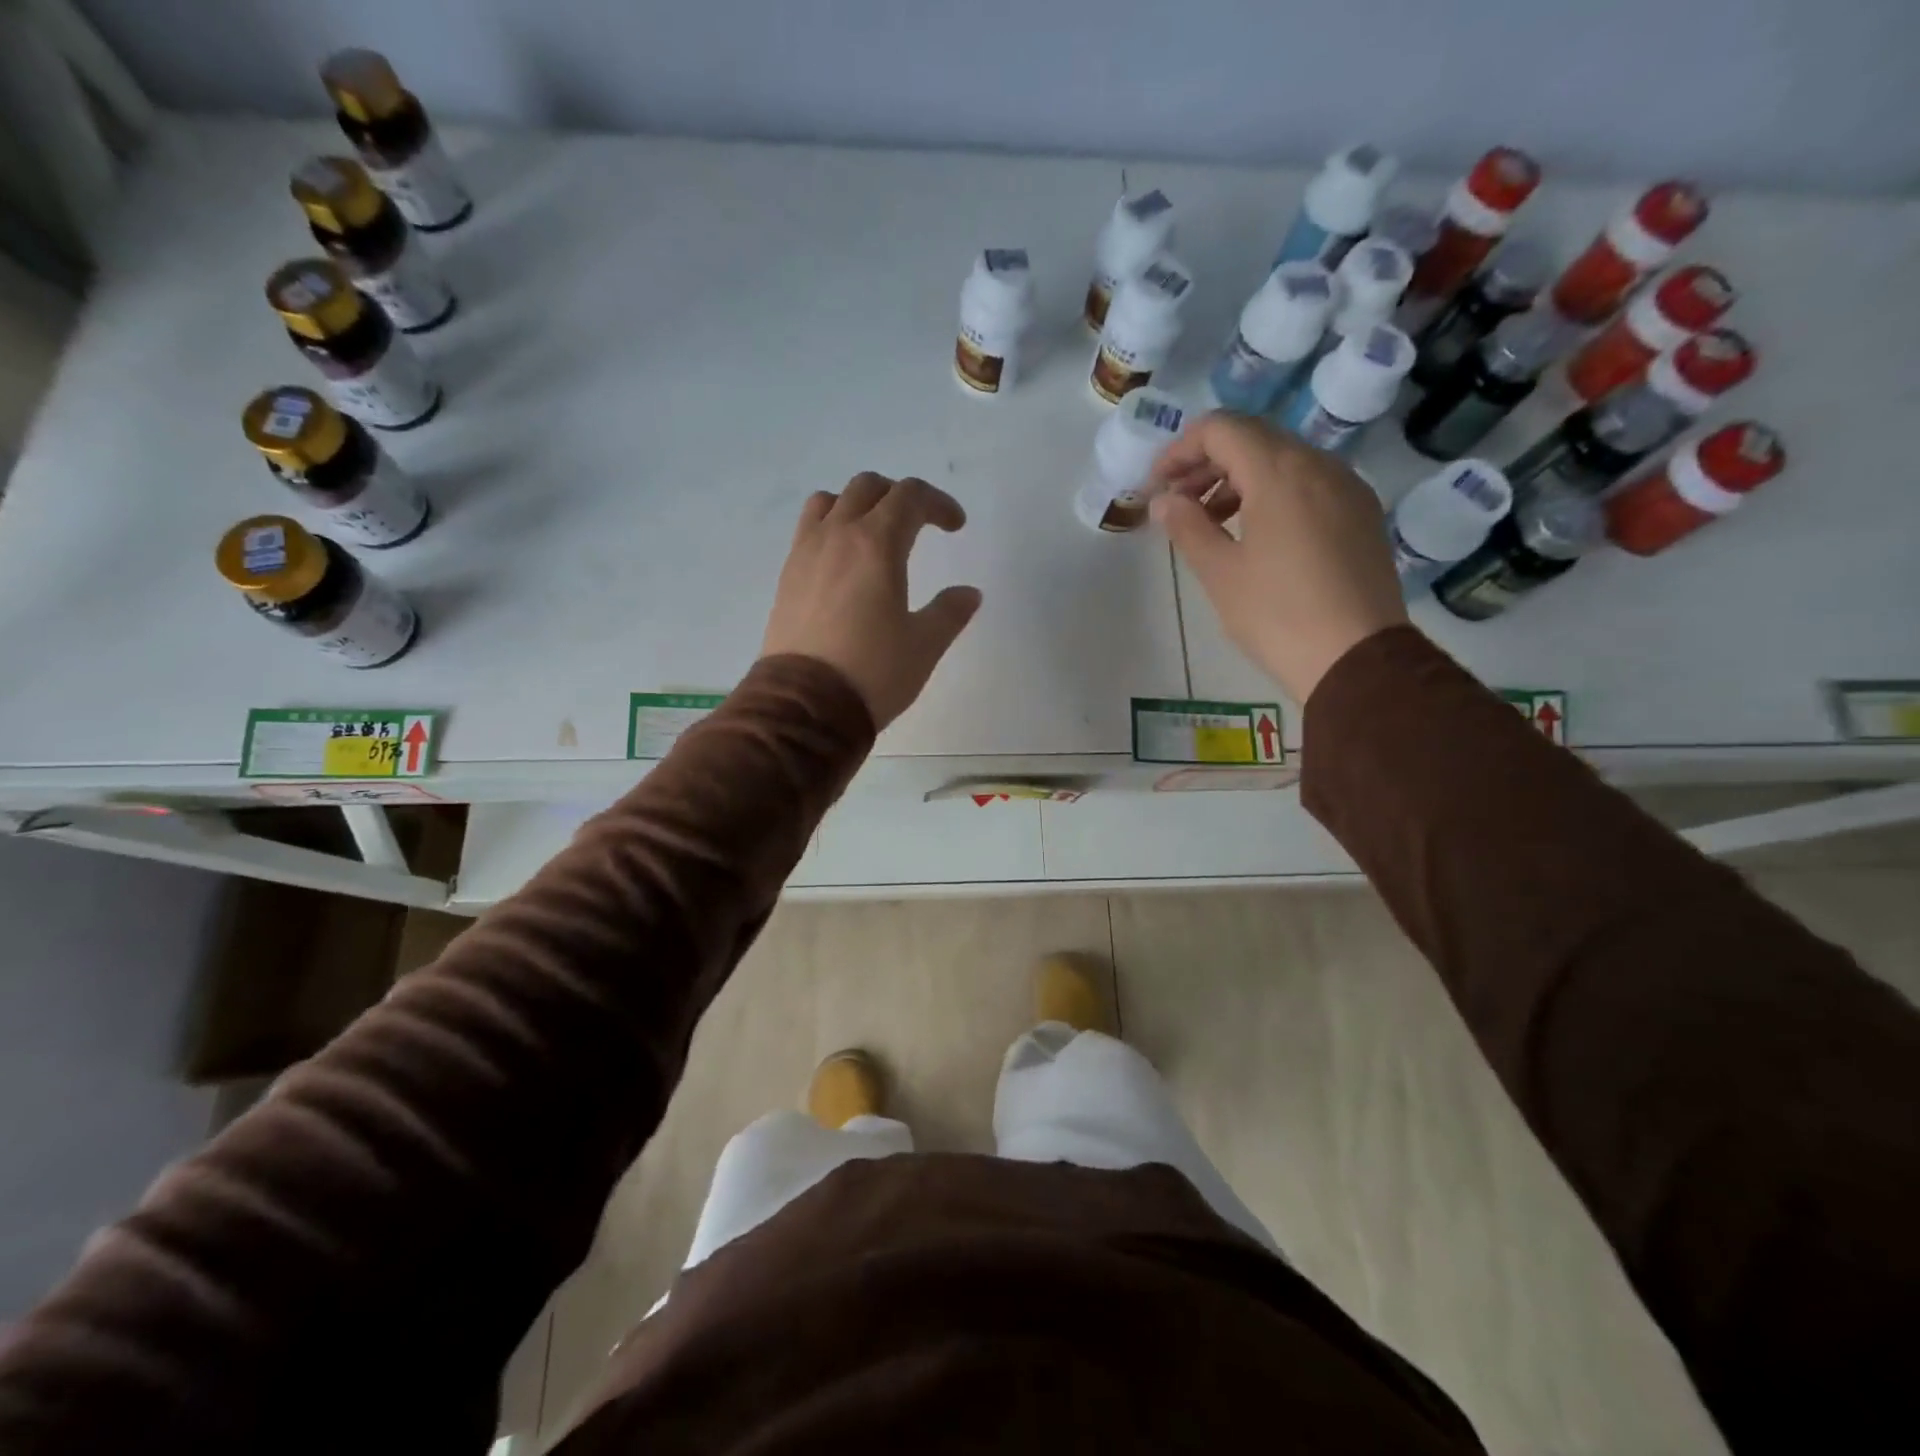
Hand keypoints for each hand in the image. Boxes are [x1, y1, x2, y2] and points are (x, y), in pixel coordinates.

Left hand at [761, 473, 982, 728]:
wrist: (804, 705)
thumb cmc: (873, 672)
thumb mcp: (924, 645)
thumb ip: (949, 612)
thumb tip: (969, 593)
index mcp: (877, 544)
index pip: (910, 496)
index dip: (938, 504)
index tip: (956, 526)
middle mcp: (838, 536)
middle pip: (867, 487)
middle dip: (899, 496)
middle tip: (919, 525)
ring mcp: (805, 553)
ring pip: (830, 501)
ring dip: (857, 505)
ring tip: (875, 534)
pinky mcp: (787, 577)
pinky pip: (808, 530)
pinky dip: (831, 528)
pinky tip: (844, 563)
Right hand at [1149, 413, 1407, 703]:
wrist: (1357, 659)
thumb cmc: (1278, 615)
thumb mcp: (1220, 573)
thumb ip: (1187, 526)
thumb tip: (1164, 500)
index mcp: (1280, 472)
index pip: (1222, 429)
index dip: (1180, 449)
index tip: (1157, 485)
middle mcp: (1319, 465)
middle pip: (1254, 438)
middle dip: (1207, 462)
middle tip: (1176, 501)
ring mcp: (1347, 488)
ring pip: (1283, 460)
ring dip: (1239, 478)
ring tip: (1210, 521)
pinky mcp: (1361, 514)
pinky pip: (1309, 484)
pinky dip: (1272, 493)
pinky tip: (1254, 533)